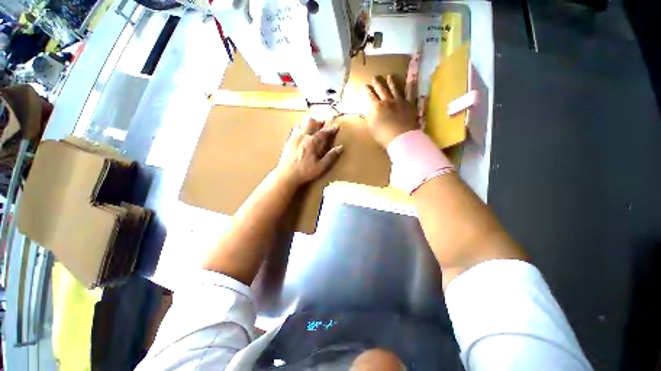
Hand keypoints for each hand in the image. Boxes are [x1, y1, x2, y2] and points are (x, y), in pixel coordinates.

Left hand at [275, 117, 343, 186]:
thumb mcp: (321, 167)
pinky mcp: (288, 141)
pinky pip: (295, 130)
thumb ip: (331, 156)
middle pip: (311, 122)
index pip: (323, 132)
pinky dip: (300, 129)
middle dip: (318, 121)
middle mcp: (302, 136)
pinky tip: (301, 134)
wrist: (286, 175)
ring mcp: (294, 138)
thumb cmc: (305, 172)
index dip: (331, 129)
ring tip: (313, 127)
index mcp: (312, 142)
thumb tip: (340, 147)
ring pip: (302, 124)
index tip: (336, 126)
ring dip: (308, 124)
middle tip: (323, 124)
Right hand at [364, 75, 417, 147]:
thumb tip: (363, 112)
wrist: (400, 137)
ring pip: (395, 89)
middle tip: (375, 77)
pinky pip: (410, 93)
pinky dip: (411, 86)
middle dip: (377, 83)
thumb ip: (368, 118)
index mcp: (377, 107)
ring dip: (391, 82)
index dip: (367, 90)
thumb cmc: (383, 135)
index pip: (370, 96)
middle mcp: (388, 101)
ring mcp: (399, 101)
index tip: (365, 85)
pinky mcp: (409, 104)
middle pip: (381, 90)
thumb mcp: (371, 128)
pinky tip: (412, 79)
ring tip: (390, 76)